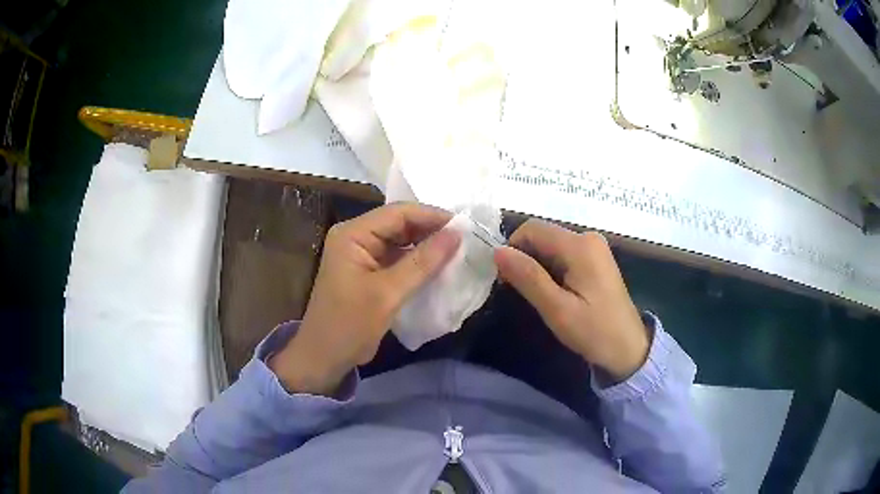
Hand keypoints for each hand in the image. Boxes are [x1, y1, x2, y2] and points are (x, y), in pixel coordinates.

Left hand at [270, 203, 460, 394]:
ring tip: (458, 251)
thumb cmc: (350, 325)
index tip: (465, 227)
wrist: (324, 357)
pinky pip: (398, 258)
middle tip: (465, 240)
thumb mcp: (388, 293)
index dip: (432, 216)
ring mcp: (362, 254)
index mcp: (353, 234)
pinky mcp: (369, 270)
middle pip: (400, 224)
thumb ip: (423, 262)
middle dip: (431, 231)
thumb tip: (457, 233)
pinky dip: (418, 261)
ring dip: (427, 246)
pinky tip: (439, 267)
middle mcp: (356, 236)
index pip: (398, 213)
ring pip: (401, 240)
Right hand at [494, 220, 648, 381]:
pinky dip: (551, 269)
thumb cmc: (594, 331)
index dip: (513, 250)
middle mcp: (588, 237)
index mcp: (580, 246)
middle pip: (542, 235)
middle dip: (525, 259)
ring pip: (550, 246)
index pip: (532, 229)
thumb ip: (528, 277)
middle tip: (521, 293)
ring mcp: (594, 247)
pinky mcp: (596, 258)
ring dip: (537, 266)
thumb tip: (497, 251)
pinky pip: (563, 254)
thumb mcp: (557, 309)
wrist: (628, 349)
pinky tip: (555, 293)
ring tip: (539, 296)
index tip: (507, 281)